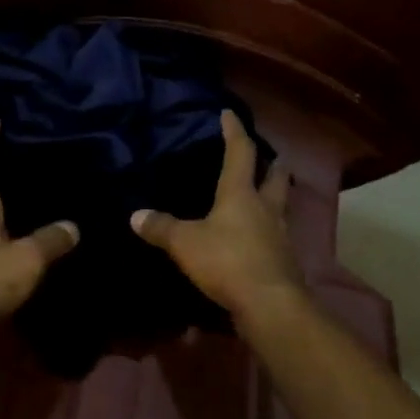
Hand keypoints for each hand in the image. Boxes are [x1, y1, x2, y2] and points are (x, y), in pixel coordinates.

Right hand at [131, 110, 305, 321]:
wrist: (270, 305)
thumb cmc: (227, 261)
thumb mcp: (185, 243)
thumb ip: (161, 228)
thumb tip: (135, 215)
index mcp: (241, 193)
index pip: (240, 152)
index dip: (234, 131)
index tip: (229, 113)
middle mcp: (266, 208)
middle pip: (275, 177)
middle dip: (273, 164)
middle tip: (270, 156)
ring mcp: (280, 235)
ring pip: (281, 206)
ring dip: (275, 196)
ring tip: (265, 194)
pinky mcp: (283, 260)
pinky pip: (277, 235)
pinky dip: (269, 229)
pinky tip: (259, 236)